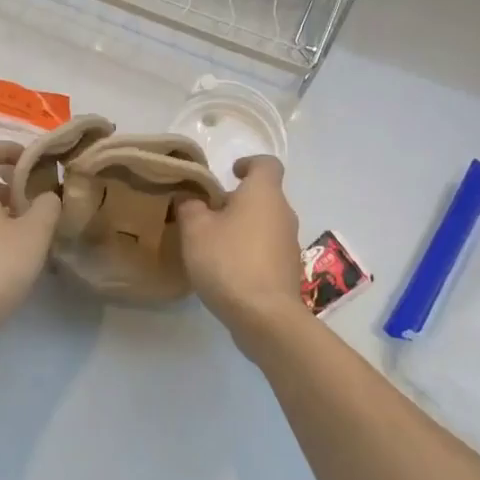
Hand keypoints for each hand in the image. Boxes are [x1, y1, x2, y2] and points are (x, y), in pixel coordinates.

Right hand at [176, 155, 308, 344]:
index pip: (266, 164)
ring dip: (242, 227)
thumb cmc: (228, 261)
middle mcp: (283, 213)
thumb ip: (189, 206)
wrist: (264, 316)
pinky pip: (267, 249)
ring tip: (212, 244)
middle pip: (262, 196)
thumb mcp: (195, 229)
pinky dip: (249, 250)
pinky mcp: (288, 270)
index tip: (229, 173)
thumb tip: (190, 198)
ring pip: (264, 223)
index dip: (248, 163)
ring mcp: (290, 244)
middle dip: (236, 201)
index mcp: (263, 194)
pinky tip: (227, 269)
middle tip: (207, 214)